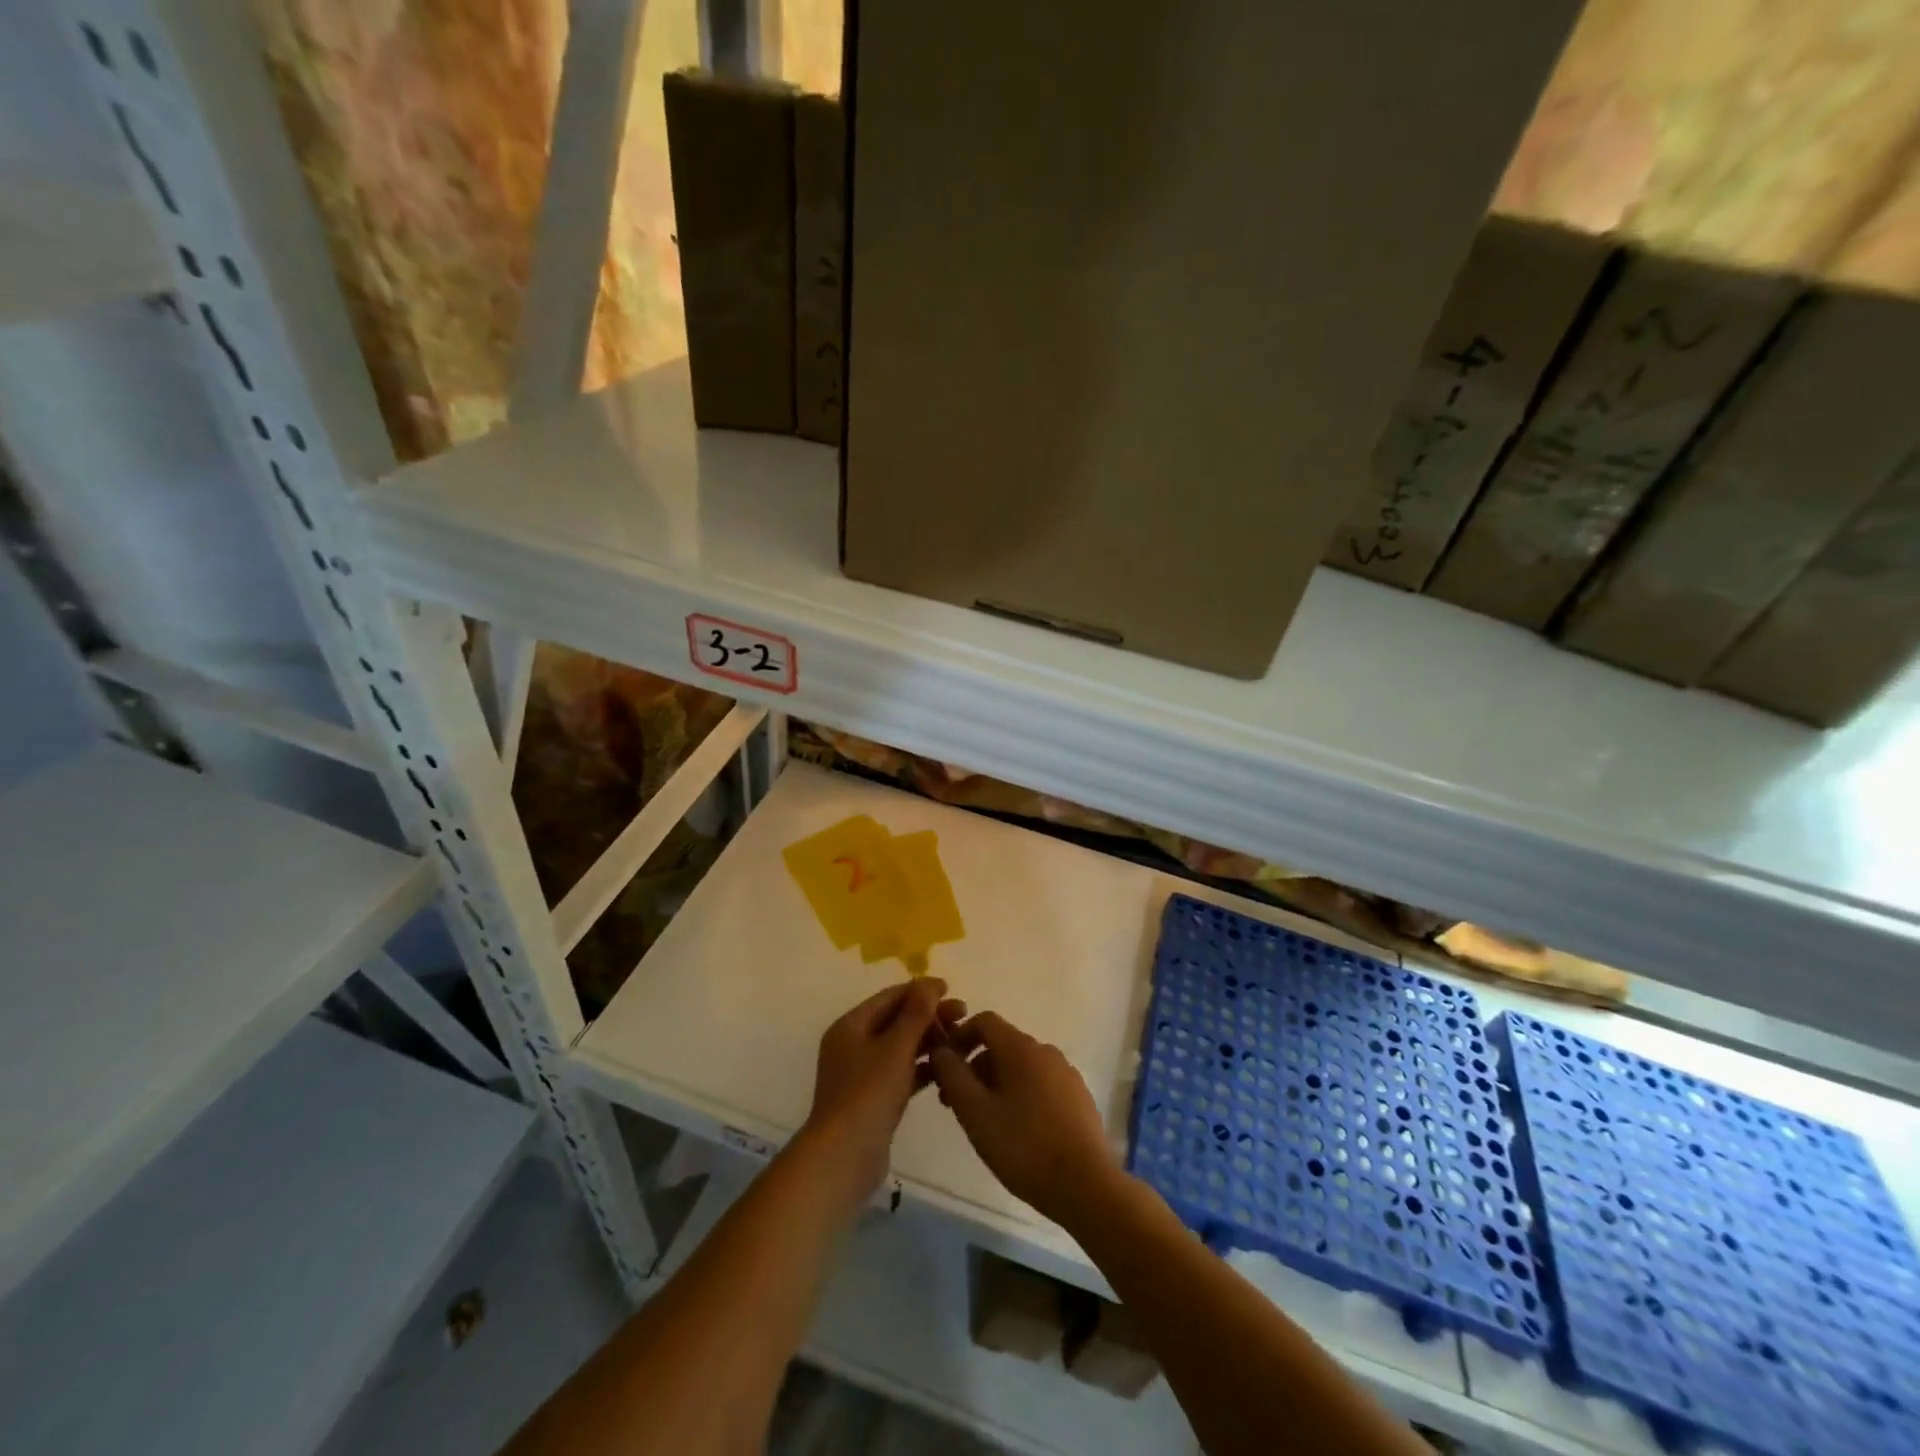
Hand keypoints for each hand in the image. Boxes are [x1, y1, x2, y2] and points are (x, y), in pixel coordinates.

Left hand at [800, 979, 964, 1208]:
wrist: (844, 1158)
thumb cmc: (868, 1094)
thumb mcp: (895, 1048)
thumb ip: (915, 1014)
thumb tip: (929, 984)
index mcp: (850, 1026)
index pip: (889, 997)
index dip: (920, 990)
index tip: (950, 989)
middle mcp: (853, 1045)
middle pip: (895, 1021)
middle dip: (929, 1016)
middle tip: (963, 1014)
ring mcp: (862, 1074)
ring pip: (900, 1048)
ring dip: (928, 1041)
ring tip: (961, 1040)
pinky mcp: (873, 1100)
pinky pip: (901, 1073)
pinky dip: (921, 1068)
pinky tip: (947, 1068)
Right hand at [929, 1012, 1120, 1228]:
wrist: (1086, 1185)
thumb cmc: (1023, 1146)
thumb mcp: (975, 1112)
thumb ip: (952, 1075)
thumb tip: (939, 1050)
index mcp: (1021, 1048)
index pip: (984, 1021)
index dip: (960, 1036)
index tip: (944, 1066)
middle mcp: (1046, 1051)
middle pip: (1002, 1045)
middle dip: (975, 1067)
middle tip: (957, 1104)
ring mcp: (1066, 1074)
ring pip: (1021, 1067)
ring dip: (996, 1084)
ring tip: (985, 1122)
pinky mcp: (1078, 1098)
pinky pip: (1040, 1084)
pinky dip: (1021, 1095)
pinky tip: (1017, 1132)